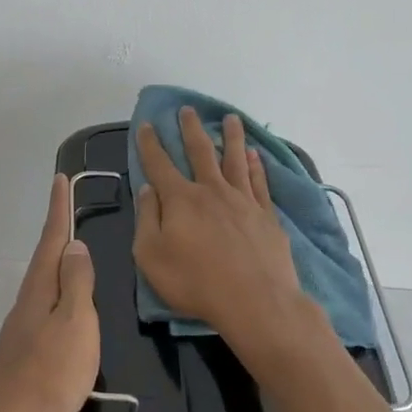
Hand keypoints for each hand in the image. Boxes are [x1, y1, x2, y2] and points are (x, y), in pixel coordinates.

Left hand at [0, 174, 100, 411]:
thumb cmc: (49, 371)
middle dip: (57, 229)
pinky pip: (46, 303)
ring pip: (45, 280)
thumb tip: (75, 245)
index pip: (53, 237)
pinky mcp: (25, 347)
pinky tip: (66, 304)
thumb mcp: (74, 322)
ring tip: (72, 249)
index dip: (59, 208)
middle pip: (45, 256)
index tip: (60, 179)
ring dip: (57, 259)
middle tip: (67, 206)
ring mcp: (24, 324)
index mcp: (41, 287)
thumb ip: (76, 283)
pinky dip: (58, 289)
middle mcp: (29, 298)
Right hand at [134, 107, 321, 368]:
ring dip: (231, 136)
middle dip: (190, 128)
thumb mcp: (151, 256)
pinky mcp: (266, 215)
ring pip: (235, 159)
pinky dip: (256, 166)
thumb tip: (148, 189)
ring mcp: (243, 201)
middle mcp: (211, 190)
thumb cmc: (195, 282)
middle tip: (187, 109)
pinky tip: (255, 156)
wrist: (255, 302)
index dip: (149, 144)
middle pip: (200, 151)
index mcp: (180, 199)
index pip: (159, 164)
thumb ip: (147, 219)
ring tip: (231, 118)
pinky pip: (259, 182)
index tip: (145, 125)